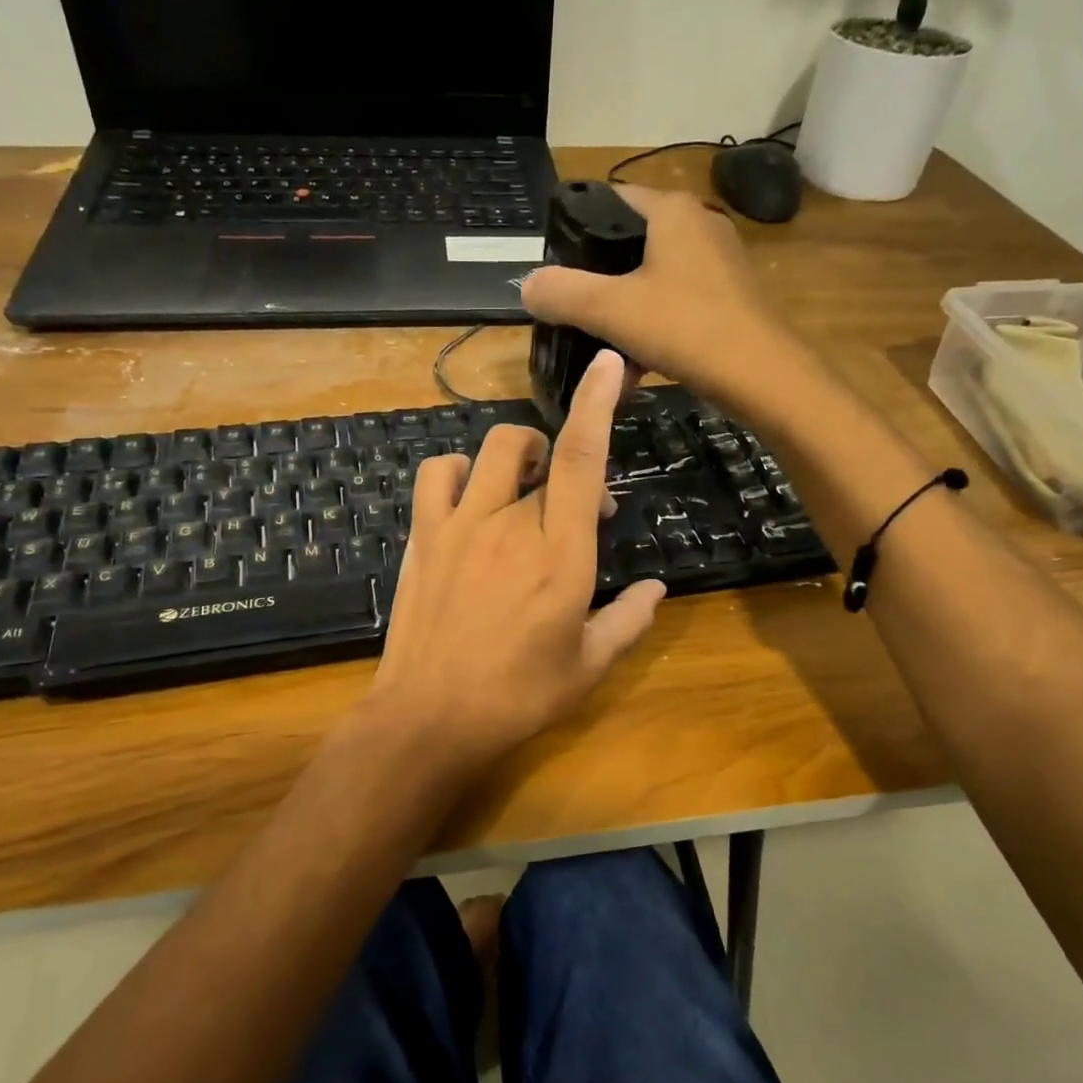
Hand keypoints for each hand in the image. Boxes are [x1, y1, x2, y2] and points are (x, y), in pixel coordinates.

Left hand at [366, 351, 666, 780]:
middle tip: (577, 513)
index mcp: (562, 555)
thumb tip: (657, 589)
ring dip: (518, 454)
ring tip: (525, 484)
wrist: (429, 717)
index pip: (583, 460)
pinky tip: (469, 495)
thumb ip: (629, 621)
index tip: (610, 365)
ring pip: (492, 450)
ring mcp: (461, 524)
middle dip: (570, 469)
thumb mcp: (588, 668)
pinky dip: (458, 470)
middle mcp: (512, 524)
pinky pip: (437, 472)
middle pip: (545, 457)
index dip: (598, 405)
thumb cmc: (517, 697)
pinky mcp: (425, 535)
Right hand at [521, 183, 801, 410]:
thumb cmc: (686, 328)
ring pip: (651, 280)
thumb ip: (562, 293)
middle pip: (628, 243)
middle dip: (597, 280)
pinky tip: (637, 367)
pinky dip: (651, 329)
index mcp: (671, 212)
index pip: (610, 199)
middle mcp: (698, 225)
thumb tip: (526, 285)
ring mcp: (718, 263)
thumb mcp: (611, 310)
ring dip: (623, 313)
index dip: (575, 228)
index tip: (553, 267)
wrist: (764, 376)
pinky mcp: (728, 297)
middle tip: (570, 310)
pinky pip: (674, 304)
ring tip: (600, 348)